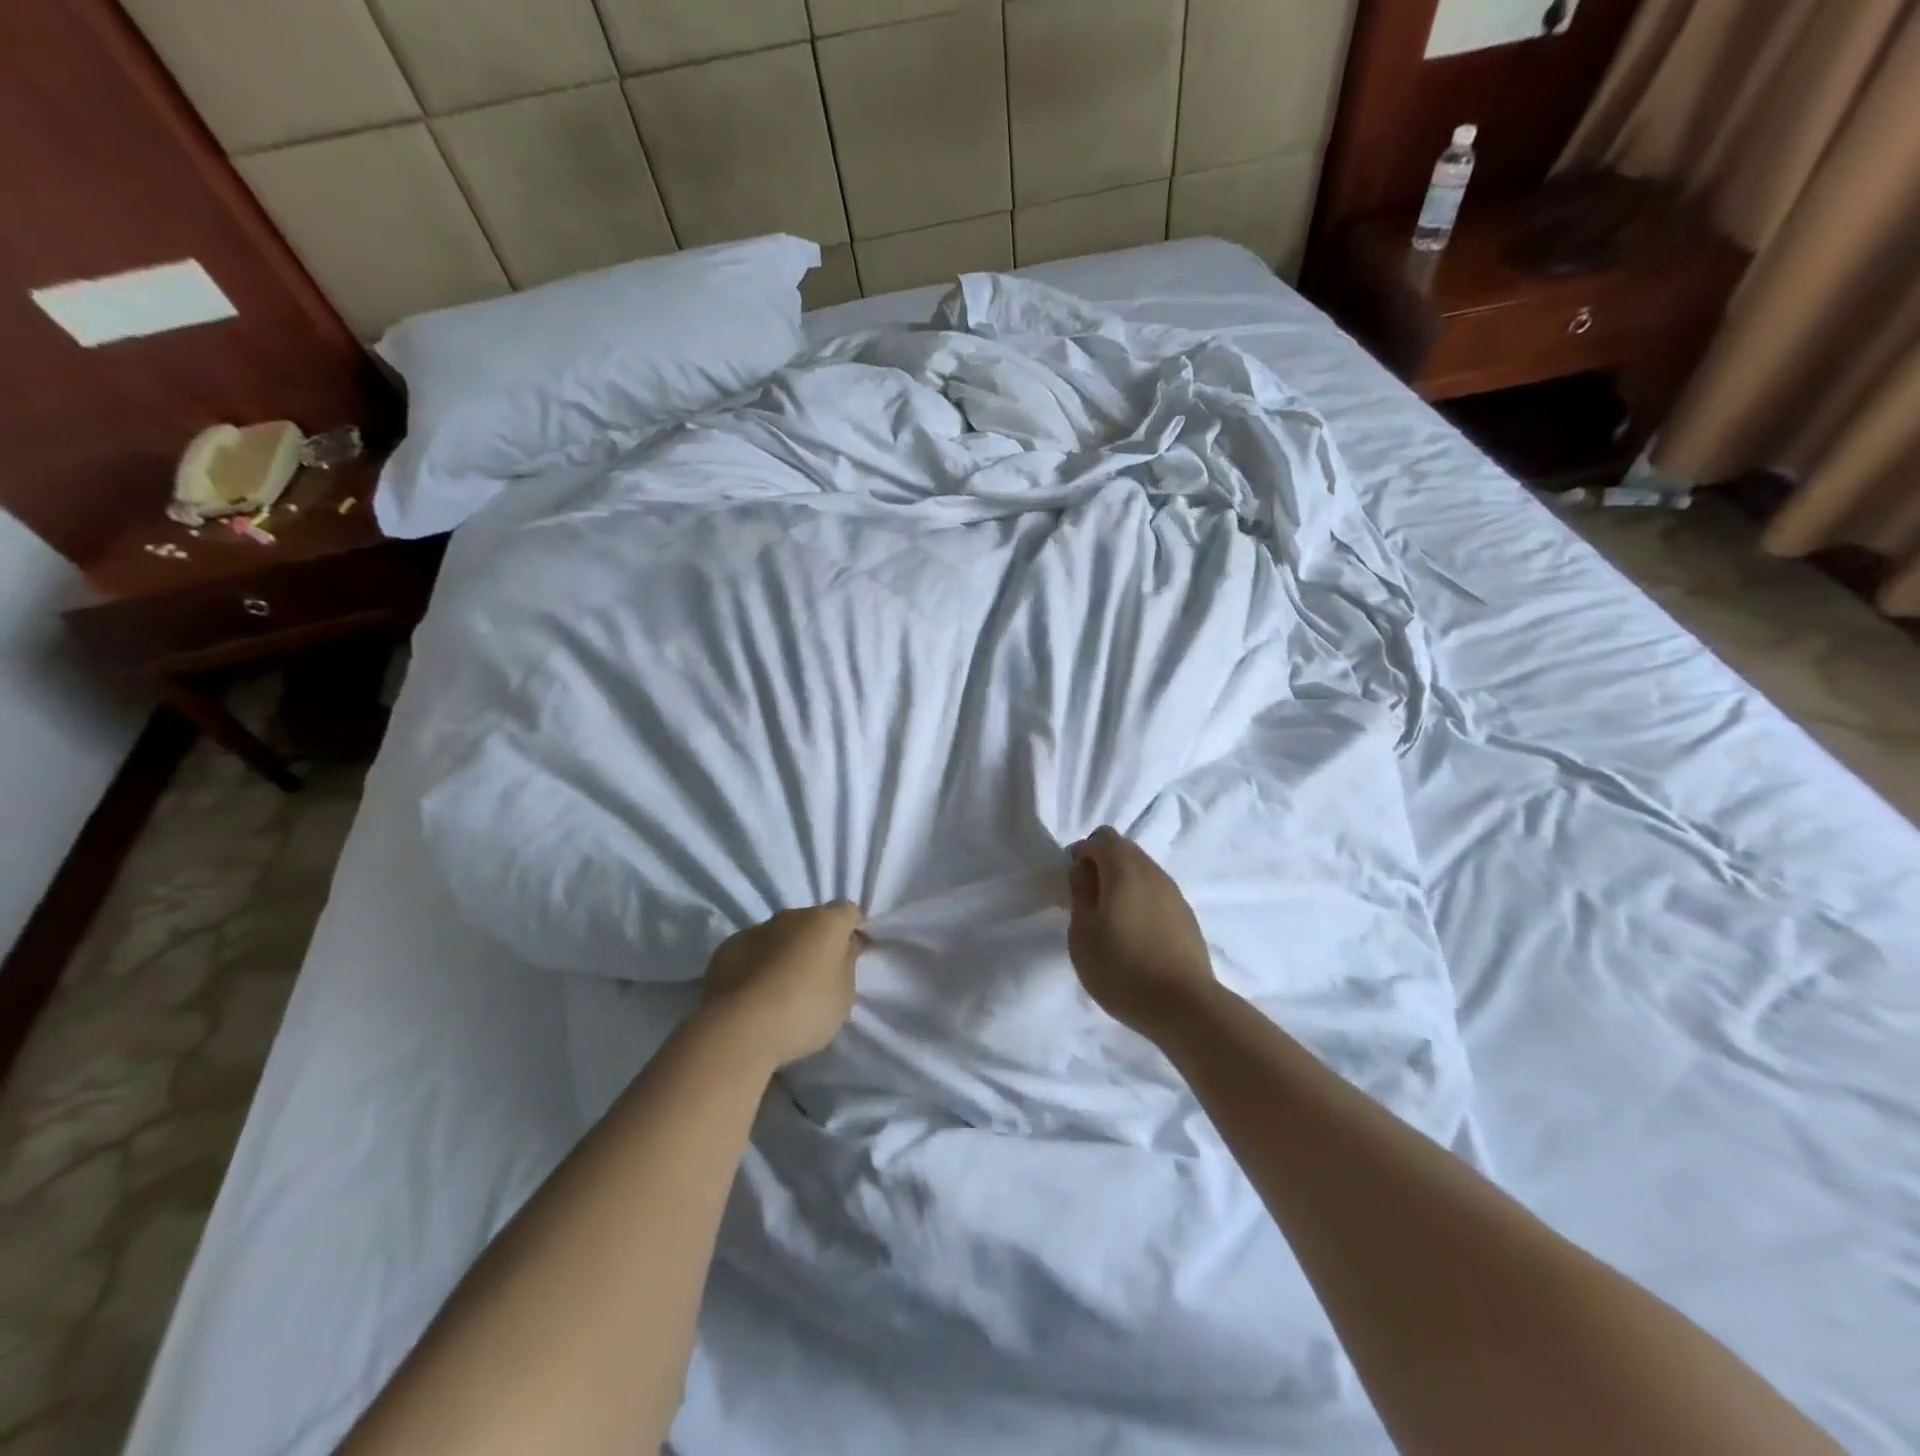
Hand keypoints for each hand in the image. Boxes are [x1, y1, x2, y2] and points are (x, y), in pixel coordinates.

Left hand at [701, 902, 867, 1067]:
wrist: (740, 1029)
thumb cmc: (805, 1010)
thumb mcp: (844, 995)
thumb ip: (847, 964)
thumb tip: (846, 945)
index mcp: (825, 922)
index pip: (849, 912)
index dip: (854, 929)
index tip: (855, 953)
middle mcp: (791, 916)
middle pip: (812, 921)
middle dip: (818, 940)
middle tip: (819, 973)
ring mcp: (756, 930)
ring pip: (780, 934)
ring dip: (786, 950)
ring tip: (784, 986)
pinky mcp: (727, 948)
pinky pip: (752, 950)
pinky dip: (758, 963)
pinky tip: (756, 992)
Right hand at [1066, 827, 1217, 1040]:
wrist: (1183, 1006)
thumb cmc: (1121, 968)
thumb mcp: (1083, 933)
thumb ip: (1080, 894)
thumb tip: (1083, 870)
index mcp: (1124, 870)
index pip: (1101, 839)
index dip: (1082, 853)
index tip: (1072, 882)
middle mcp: (1152, 872)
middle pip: (1124, 848)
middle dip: (1102, 862)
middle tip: (1087, 898)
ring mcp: (1174, 893)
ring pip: (1142, 869)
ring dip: (1122, 880)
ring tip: (1110, 917)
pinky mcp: (1186, 915)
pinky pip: (1156, 891)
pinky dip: (1140, 897)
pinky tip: (1134, 931)